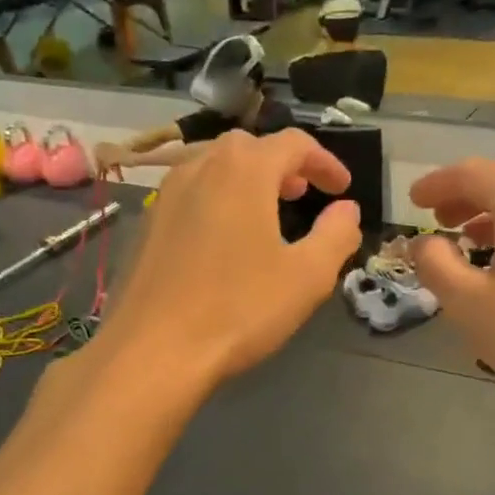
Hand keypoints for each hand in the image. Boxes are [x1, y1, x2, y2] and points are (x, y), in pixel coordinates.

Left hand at [92, 129, 360, 389]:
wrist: (155, 350)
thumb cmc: (239, 309)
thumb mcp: (308, 276)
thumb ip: (336, 235)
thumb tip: (347, 210)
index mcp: (244, 170)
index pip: (294, 144)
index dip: (325, 162)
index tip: (343, 190)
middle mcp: (200, 166)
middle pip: (249, 148)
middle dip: (283, 165)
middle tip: (304, 195)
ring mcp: (166, 194)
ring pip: (214, 167)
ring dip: (248, 180)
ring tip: (267, 213)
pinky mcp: (147, 223)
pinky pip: (191, 194)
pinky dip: (218, 199)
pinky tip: (225, 239)